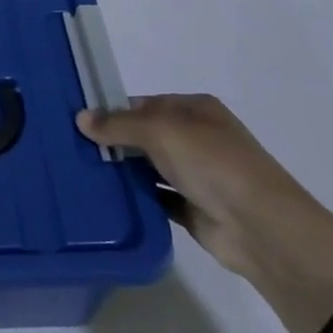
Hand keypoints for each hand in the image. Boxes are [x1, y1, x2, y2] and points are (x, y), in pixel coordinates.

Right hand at [78, 95, 332, 332]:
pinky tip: (105, 197)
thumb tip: (80, 118)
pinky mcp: (193, 208)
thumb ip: (119, 125)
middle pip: (145, 134)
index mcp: (196, 110)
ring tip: (79, 170)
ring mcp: (197, 175)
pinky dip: (135, 196)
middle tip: (70, 146)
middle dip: (113, 140)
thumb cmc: (214, 164)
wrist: (263, 229)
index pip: (144, 103)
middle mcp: (197, 138)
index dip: (113, 110)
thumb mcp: (161, 132)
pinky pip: (156, 197)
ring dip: (122, 169)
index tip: (78, 120)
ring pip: (148, 166)